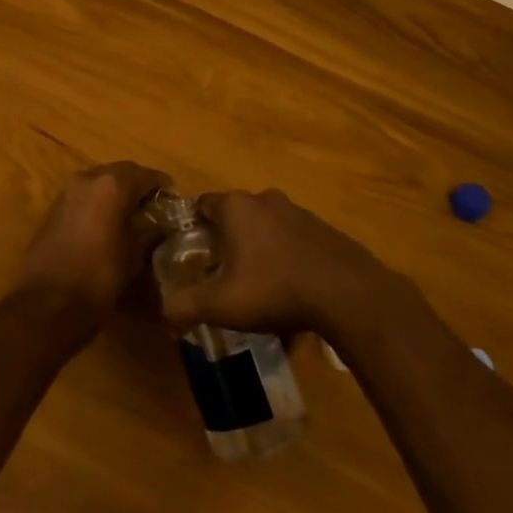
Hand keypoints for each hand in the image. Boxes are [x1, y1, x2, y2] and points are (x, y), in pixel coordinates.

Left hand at [9, 161, 170, 333]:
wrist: (46, 303)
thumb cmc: (98, 278)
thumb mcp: (134, 257)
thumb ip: (148, 233)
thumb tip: (158, 226)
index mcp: (112, 186)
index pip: (146, 175)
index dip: (162, 185)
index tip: (174, 199)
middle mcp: (88, 179)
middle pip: (121, 172)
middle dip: (138, 185)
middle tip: (154, 205)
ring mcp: (67, 192)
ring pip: (99, 182)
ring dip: (116, 192)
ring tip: (131, 215)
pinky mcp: (53, 208)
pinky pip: (83, 196)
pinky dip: (98, 202)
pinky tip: (106, 224)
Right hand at [158, 189, 393, 339]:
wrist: (348, 294)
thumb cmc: (275, 289)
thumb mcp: (222, 304)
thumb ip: (186, 306)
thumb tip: (164, 313)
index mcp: (237, 207)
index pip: (202, 205)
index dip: (194, 229)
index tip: (193, 255)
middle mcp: (265, 199)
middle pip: (235, 216)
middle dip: (227, 242)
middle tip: (223, 275)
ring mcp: (298, 212)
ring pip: (266, 229)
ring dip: (259, 251)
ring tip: (259, 288)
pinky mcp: (324, 230)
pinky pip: (294, 242)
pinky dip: (287, 261)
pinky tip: (291, 294)